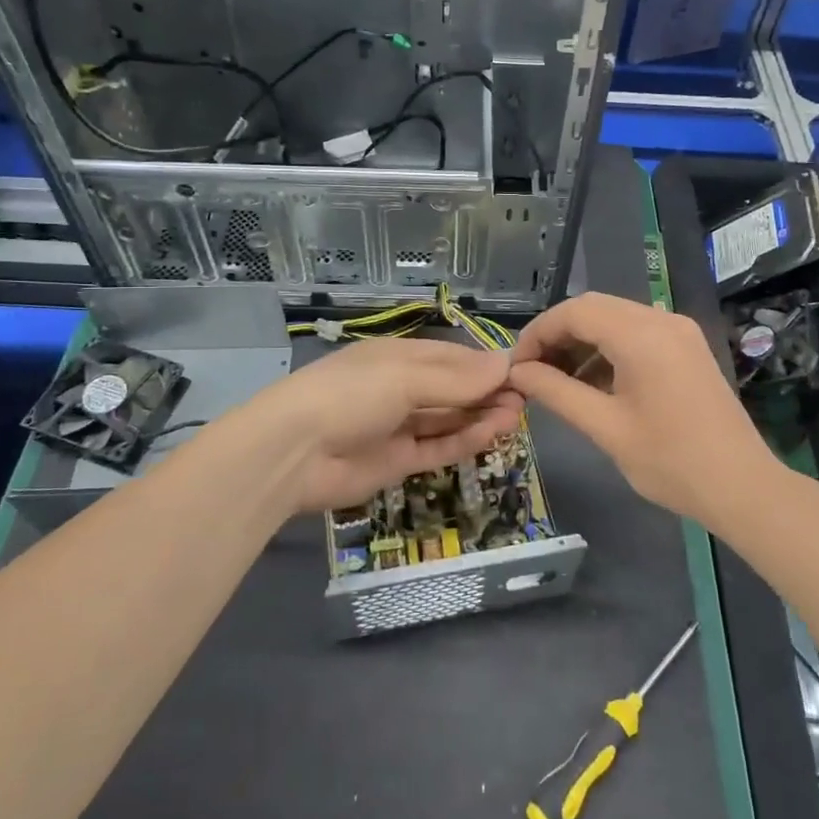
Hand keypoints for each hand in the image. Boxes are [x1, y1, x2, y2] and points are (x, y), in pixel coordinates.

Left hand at [232, 337, 523, 515]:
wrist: (293, 453)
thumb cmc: (350, 395)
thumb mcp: (405, 377)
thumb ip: (456, 378)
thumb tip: (505, 364)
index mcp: (397, 357)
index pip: (450, 357)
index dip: (484, 364)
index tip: (521, 371)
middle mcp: (399, 388)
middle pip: (452, 389)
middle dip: (487, 392)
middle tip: (525, 399)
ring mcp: (398, 426)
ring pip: (449, 419)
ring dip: (482, 416)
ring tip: (517, 416)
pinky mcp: (397, 461)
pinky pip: (438, 447)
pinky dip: (465, 440)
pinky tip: (493, 434)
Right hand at [509, 292, 771, 519]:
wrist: (743, 488)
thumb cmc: (670, 462)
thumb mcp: (605, 428)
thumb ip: (557, 392)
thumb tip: (518, 372)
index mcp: (642, 336)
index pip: (574, 312)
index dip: (538, 333)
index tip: (516, 365)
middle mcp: (661, 320)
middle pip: (594, 308)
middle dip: (557, 334)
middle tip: (532, 371)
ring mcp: (679, 331)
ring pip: (615, 318)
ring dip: (582, 341)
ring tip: (557, 380)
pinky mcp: (687, 347)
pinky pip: (636, 333)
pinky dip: (608, 349)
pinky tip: (593, 382)